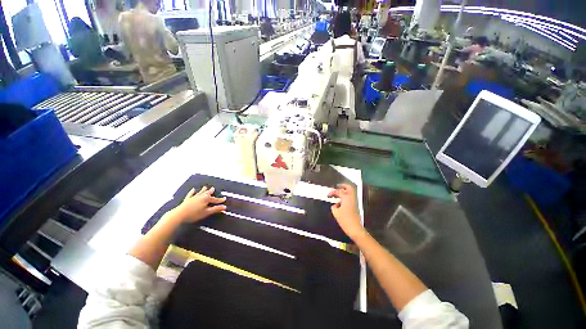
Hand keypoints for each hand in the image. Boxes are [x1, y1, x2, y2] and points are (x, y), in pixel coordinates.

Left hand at [173, 186, 226, 222]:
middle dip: (211, 191)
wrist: (179, 214)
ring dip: (203, 190)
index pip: (215, 199)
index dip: (220, 200)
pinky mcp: (187, 200)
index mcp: (206, 199)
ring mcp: (193, 197)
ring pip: (200, 193)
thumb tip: (225, 207)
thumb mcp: (207, 212)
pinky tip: (193, 189)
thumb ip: (216, 209)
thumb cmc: (194, 214)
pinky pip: (190, 194)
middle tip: (213, 188)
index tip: (224, 199)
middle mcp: (200, 196)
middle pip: (207, 193)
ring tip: (205, 187)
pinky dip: (192, 192)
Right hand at [328, 184, 363, 238]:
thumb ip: (334, 207)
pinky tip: (341, 203)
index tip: (329, 195)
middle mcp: (351, 198)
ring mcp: (354, 202)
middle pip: (349, 188)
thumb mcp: (336, 213)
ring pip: (350, 192)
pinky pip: (350, 198)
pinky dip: (346, 197)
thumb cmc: (344, 220)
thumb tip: (335, 205)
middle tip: (337, 187)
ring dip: (345, 191)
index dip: (333, 192)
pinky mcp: (355, 206)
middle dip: (343, 186)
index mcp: (346, 198)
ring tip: (338, 194)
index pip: (339, 191)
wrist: (355, 228)